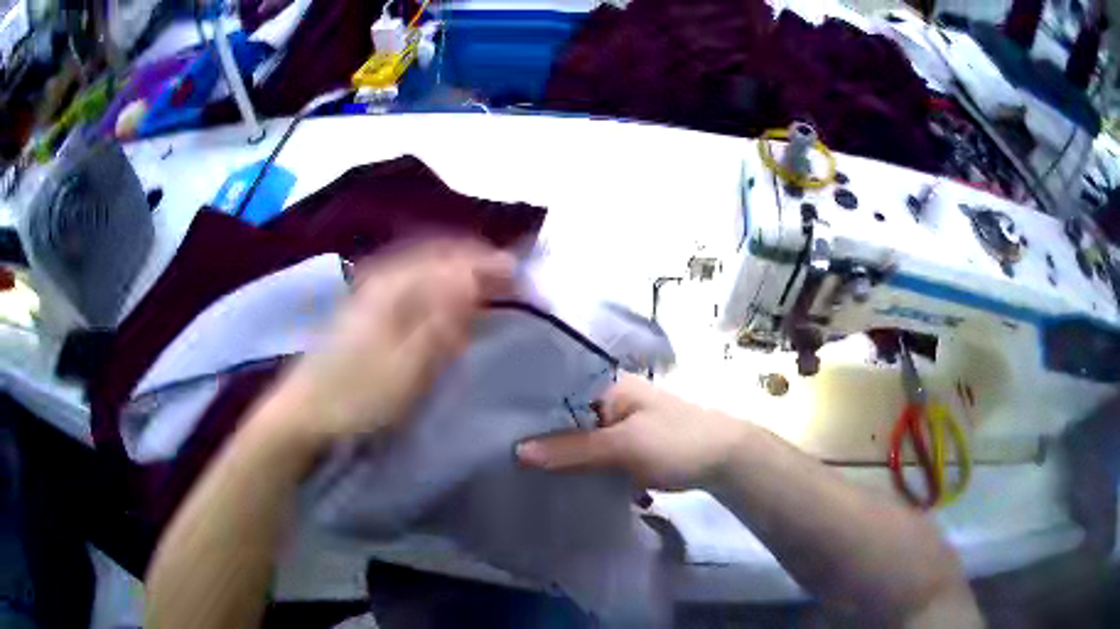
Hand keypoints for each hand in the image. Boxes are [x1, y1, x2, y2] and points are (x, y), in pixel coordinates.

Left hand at [265, 240, 514, 448]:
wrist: (302, 414)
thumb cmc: (356, 396)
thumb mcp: (407, 367)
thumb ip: (442, 321)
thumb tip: (477, 280)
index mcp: (395, 285)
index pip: (454, 258)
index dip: (492, 265)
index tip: (525, 282)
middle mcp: (383, 276)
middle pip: (440, 253)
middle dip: (478, 263)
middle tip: (512, 282)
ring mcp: (370, 289)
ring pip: (425, 265)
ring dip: (459, 271)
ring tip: (487, 287)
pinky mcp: (364, 307)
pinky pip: (411, 280)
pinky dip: (437, 284)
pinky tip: (444, 300)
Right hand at [517, 373, 748, 489]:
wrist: (725, 461)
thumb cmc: (676, 442)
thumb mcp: (623, 445)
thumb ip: (572, 449)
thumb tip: (517, 451)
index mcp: (610, 386)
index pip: (557, 391)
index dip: (527, 409)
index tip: (495, 428)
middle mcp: (612, 400)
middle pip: (566, 418)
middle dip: (541, 437)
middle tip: (501, 453)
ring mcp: (622, 425)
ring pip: (581, 439)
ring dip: (560, 455)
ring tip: (519, 469)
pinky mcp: (629, 448)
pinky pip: (596, 455)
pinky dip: (580, 466)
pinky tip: (555, 479)